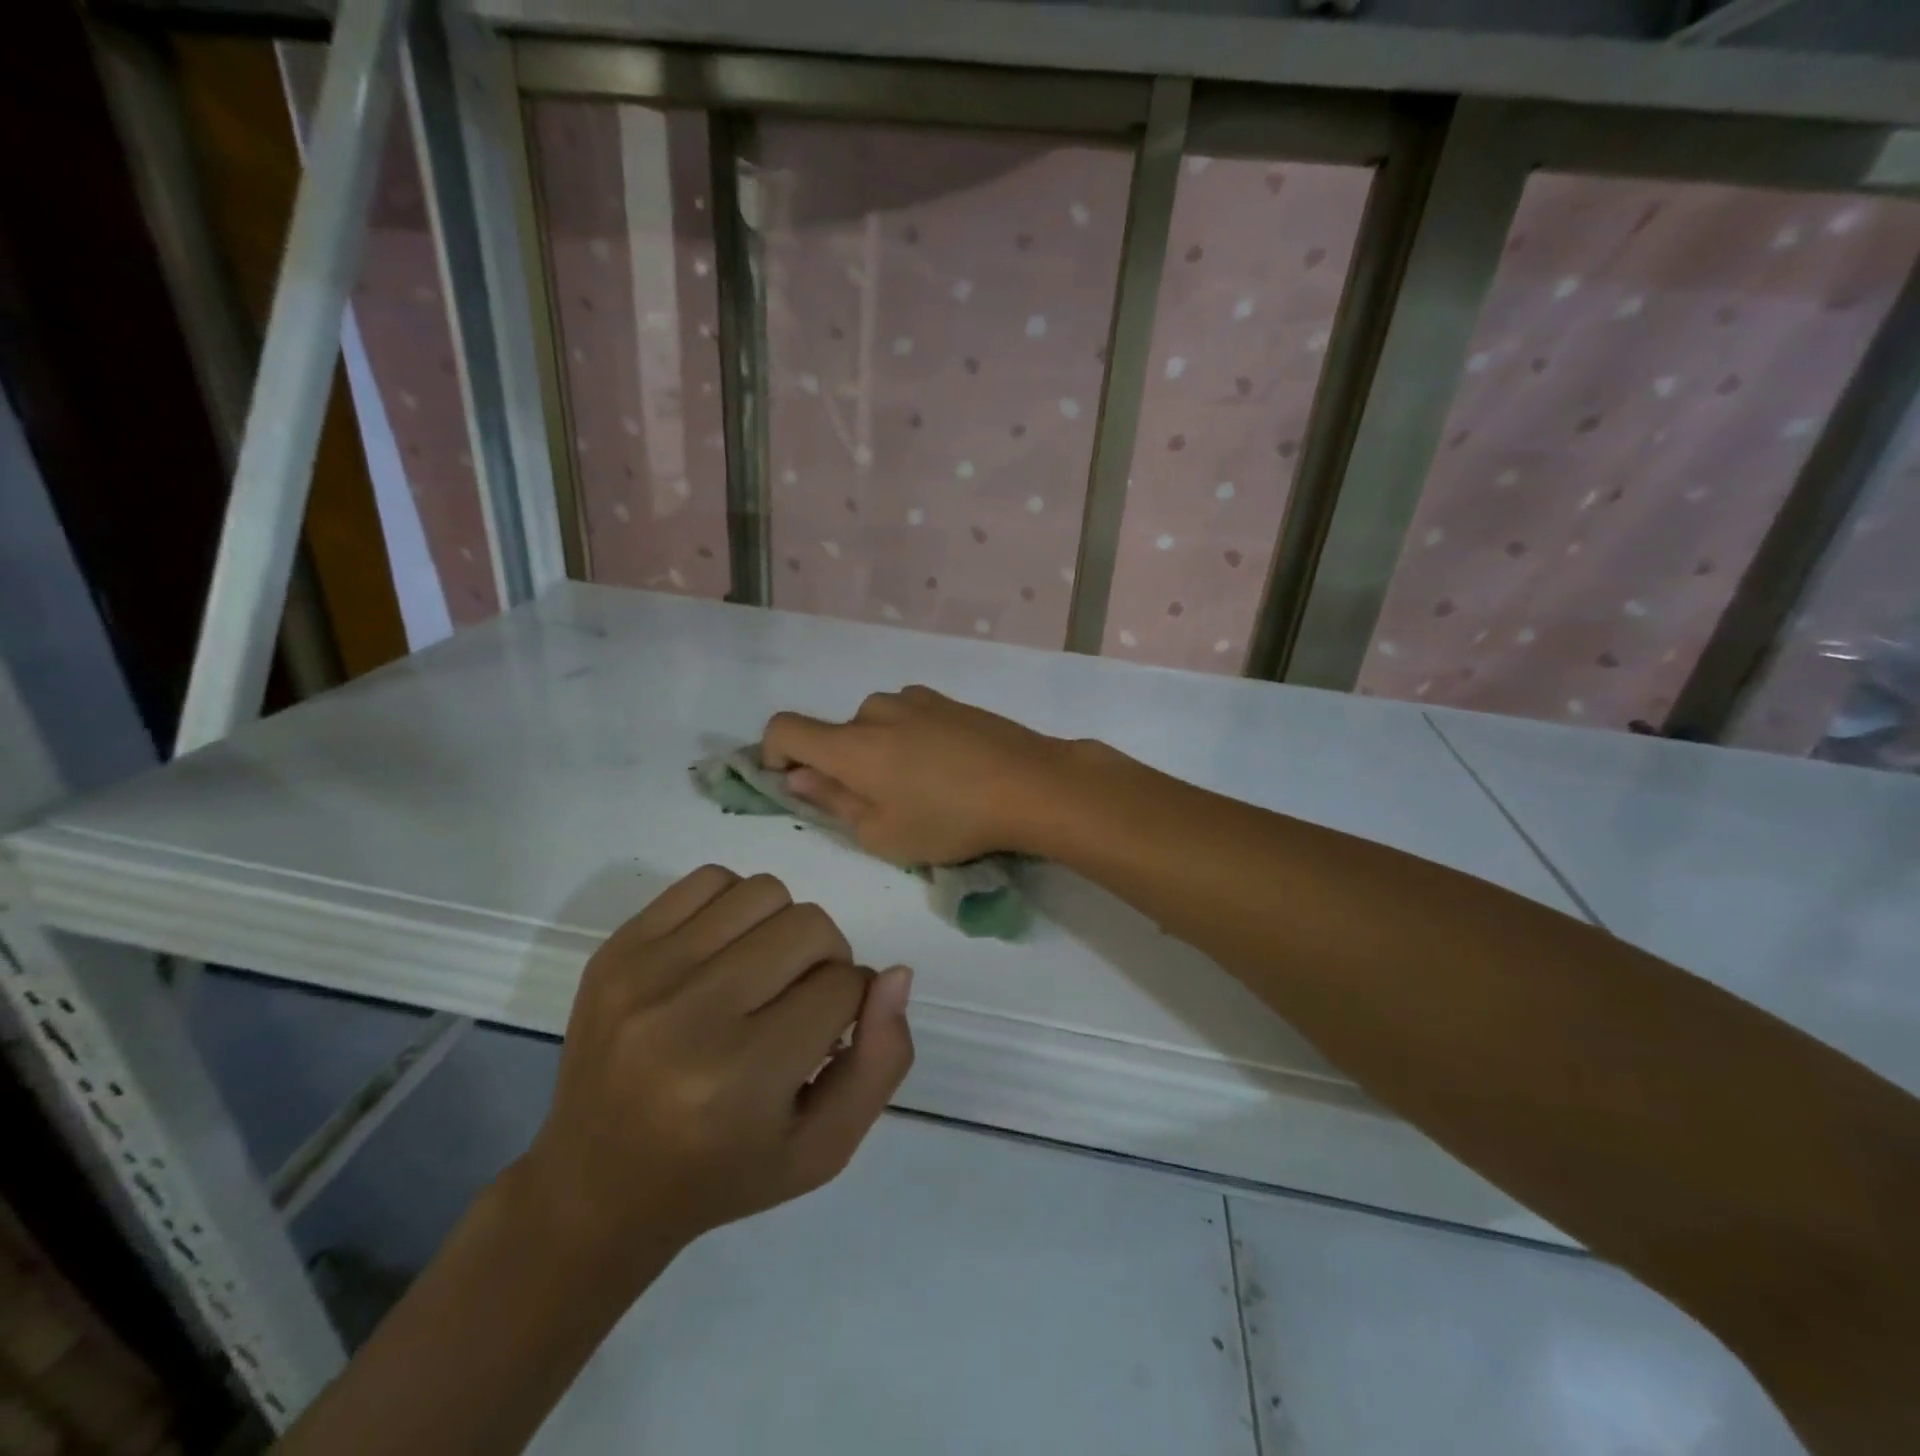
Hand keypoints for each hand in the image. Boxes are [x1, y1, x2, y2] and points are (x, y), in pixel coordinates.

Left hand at [513, 867, 912, 1276]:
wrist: (597, 1184)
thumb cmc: (723, 1173)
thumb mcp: (823, 1147)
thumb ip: (880, 1062)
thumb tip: (896, 973)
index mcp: (741, 1077)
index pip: (841, 986)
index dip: (853, 1004)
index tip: (829, 1033)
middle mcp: (687, 1016)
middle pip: (809, 926)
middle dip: (826, 959)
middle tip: (802, 1001)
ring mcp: (643, 974)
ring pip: (764, 892)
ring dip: (784, 927)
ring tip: (763, 974)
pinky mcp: (616, 948)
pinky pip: (708, 879)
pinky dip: (735, 905)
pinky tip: (724, 954)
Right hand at [761, 686, 1068, 864]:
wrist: (1030, 784)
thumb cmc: (950, 820)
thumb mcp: (882, 833)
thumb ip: (832, 801)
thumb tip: (798, 776)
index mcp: (851, 744)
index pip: (784, 728)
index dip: (773, 753)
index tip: (794, 782)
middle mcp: (876, 711)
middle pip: (837, 734)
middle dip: (843, 766)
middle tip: (881, 805)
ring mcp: (916, 700)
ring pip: (877, 726)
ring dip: (881, 752)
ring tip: (922, 788)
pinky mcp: (949, 701)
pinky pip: (910, 718)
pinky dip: (911, 740)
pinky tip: (948, 768)